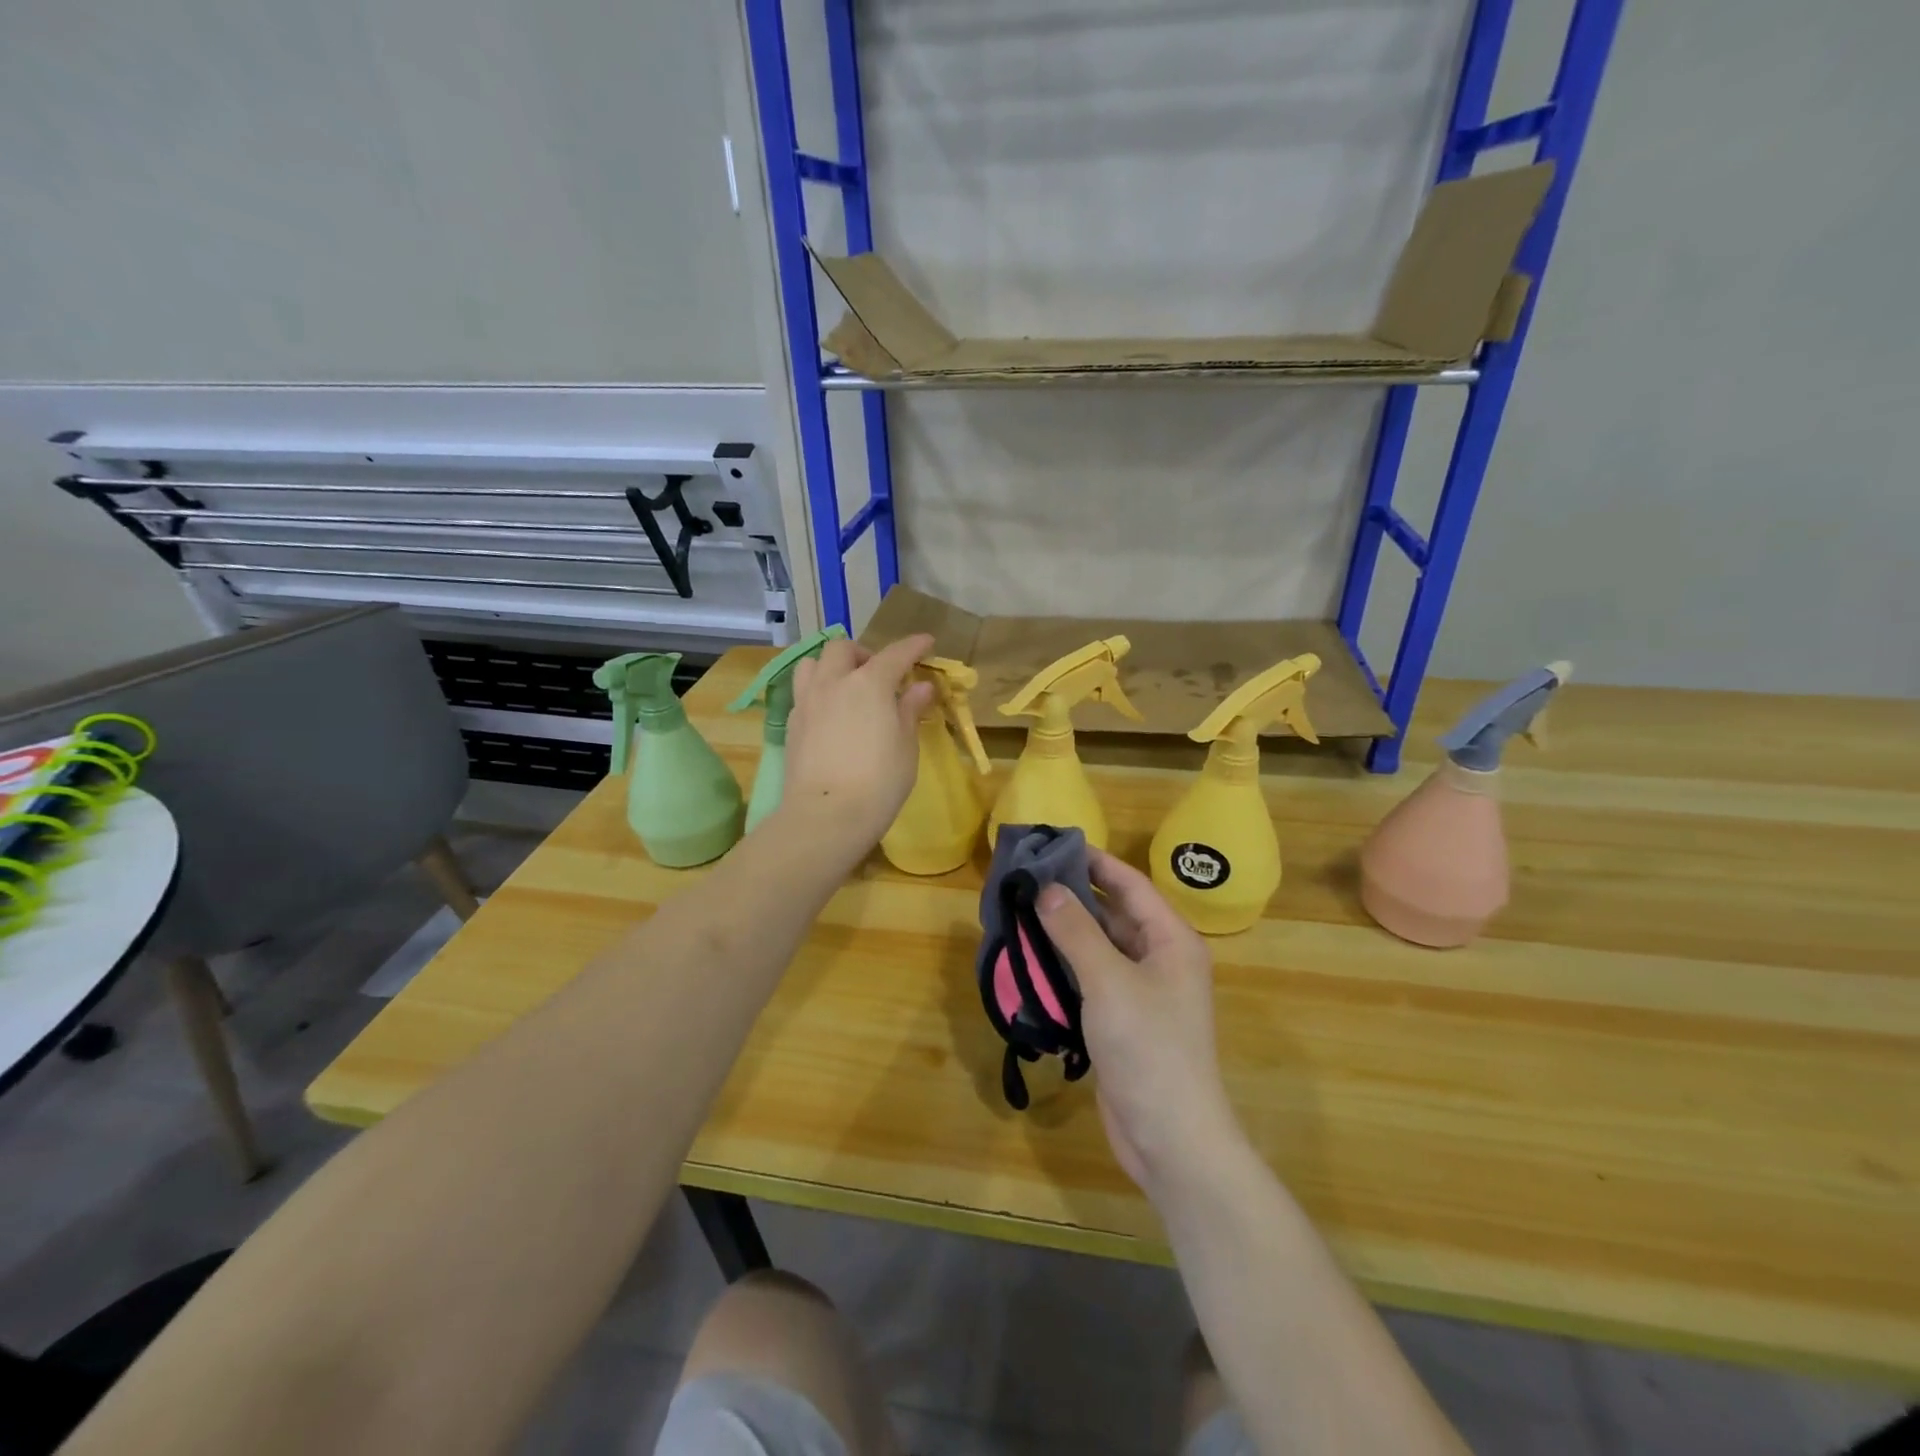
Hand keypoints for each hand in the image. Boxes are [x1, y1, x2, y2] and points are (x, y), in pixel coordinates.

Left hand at [781, 633, 935, 853]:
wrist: (827, 815)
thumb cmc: (879, 782)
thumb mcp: (906, 746)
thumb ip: (910, 710)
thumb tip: (921, 687)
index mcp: (869, 683)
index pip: (895, 654)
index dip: (913, 646)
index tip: (926, 642)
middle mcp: (834, 682)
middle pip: (843, 649)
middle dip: (864, 653)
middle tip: (880, 674)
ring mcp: (807, 701)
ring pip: (812, 663)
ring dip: (832, 665)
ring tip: (846, 686)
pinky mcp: (791, 723)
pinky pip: (803, 691)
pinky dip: (819, 690)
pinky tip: (830, 712)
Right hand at [1037, 850, 1242, 1201]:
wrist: (1170, 1138)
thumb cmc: (1149, 1048)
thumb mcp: (1109, 982)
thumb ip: (1076, 931)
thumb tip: (1045, 888)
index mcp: (1172, 940)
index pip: (1130, 885)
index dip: (1094, 862)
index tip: (1053, 844)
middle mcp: (1161, 959)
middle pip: (1114, 913)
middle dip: (1073, 896)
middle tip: (1026, 878)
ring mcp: (1143, 992)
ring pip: (1100, 947)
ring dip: (1066, 931)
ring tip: (1021, 910)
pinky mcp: (1124, 1020)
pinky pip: (1093, 978)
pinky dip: (1066, 965)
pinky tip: (1033, 957)